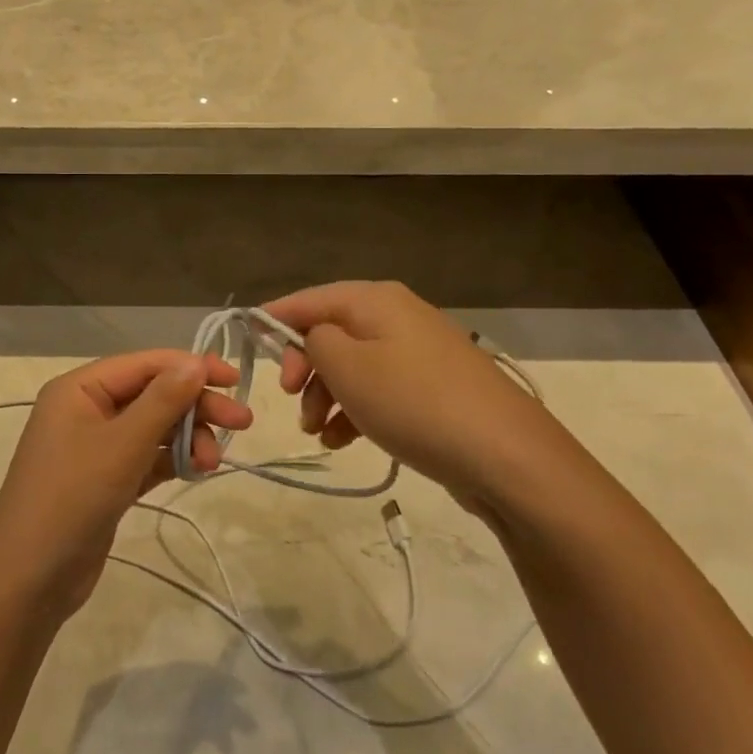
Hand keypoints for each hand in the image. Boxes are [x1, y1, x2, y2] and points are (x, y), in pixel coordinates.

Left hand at [0, 350, 251, 618]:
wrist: (29, 581)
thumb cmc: (71, 499)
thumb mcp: (121, 445)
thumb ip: (162, 401)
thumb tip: (196, 362)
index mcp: (80, 388)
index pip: (145, 363)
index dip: (191, 366)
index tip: (233, 380)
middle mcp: (86, 408)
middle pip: (153, 394)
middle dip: (196, 407)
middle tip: (242, 423)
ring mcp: (95, 445)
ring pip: (154, 427)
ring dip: (187, 437)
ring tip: (211, 464)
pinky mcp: (106, 479)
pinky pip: (147, 456)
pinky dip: (172, 460)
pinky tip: (197, 470)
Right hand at [262, 281, 548, 515]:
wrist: (505, 455)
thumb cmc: (413, 402)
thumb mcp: (347, 366)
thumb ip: (314, 341)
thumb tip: (313, 338)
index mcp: (374, 300)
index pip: (309, 299)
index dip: (274, 319)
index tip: (247, 345)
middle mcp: (396, 316)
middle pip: (331, 333)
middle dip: (305, 369)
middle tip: (293, 402)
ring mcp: (418, 352)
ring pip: (352, 366)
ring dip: (327, 396)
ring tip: (319, 433)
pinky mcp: (432, 388)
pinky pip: (379, 389)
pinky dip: (355, 410)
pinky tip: (344, 442)